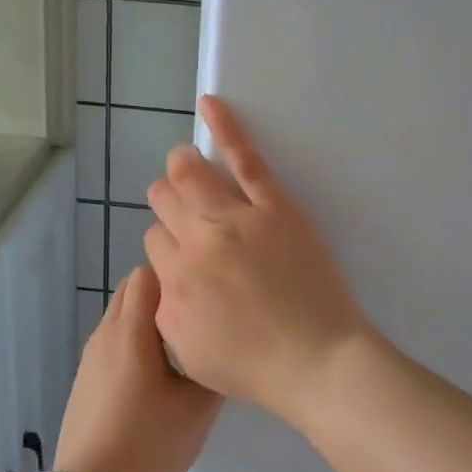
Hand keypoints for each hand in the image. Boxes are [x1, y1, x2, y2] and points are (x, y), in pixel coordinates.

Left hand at [54, 265, 220, 471]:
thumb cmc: (148, 445)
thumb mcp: (198, 408)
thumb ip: (214, 366)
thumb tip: (223, 344)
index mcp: (131, 330)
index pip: (148, 273)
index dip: (177, 277)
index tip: (204, 295)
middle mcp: (105, 333)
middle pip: (133, 290)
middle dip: (165, 295)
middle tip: (198, 320)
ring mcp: (92, 356)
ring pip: (123, 316)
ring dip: (150, 321)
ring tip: (182, 349)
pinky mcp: (86, 378)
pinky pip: (115, 342)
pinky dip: (136, 342)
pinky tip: (157, 377)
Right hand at [144, 96, 374, 421]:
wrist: (317, 362)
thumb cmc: (256, 367)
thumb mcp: (190, 352)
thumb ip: (167, 310)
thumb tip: (165, 277)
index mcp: (174, 283)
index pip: (154, 240)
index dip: (168, 244)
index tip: (187, 253)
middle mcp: (196, 244)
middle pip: (165, 201)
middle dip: (168, 201)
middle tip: (186, 212)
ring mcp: (236, 220)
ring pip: (189, 175)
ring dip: (181, 167)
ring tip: (186, 164)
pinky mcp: (274, 207)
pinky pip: (244, 158)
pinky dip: (225, 127)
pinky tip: (210, 104)